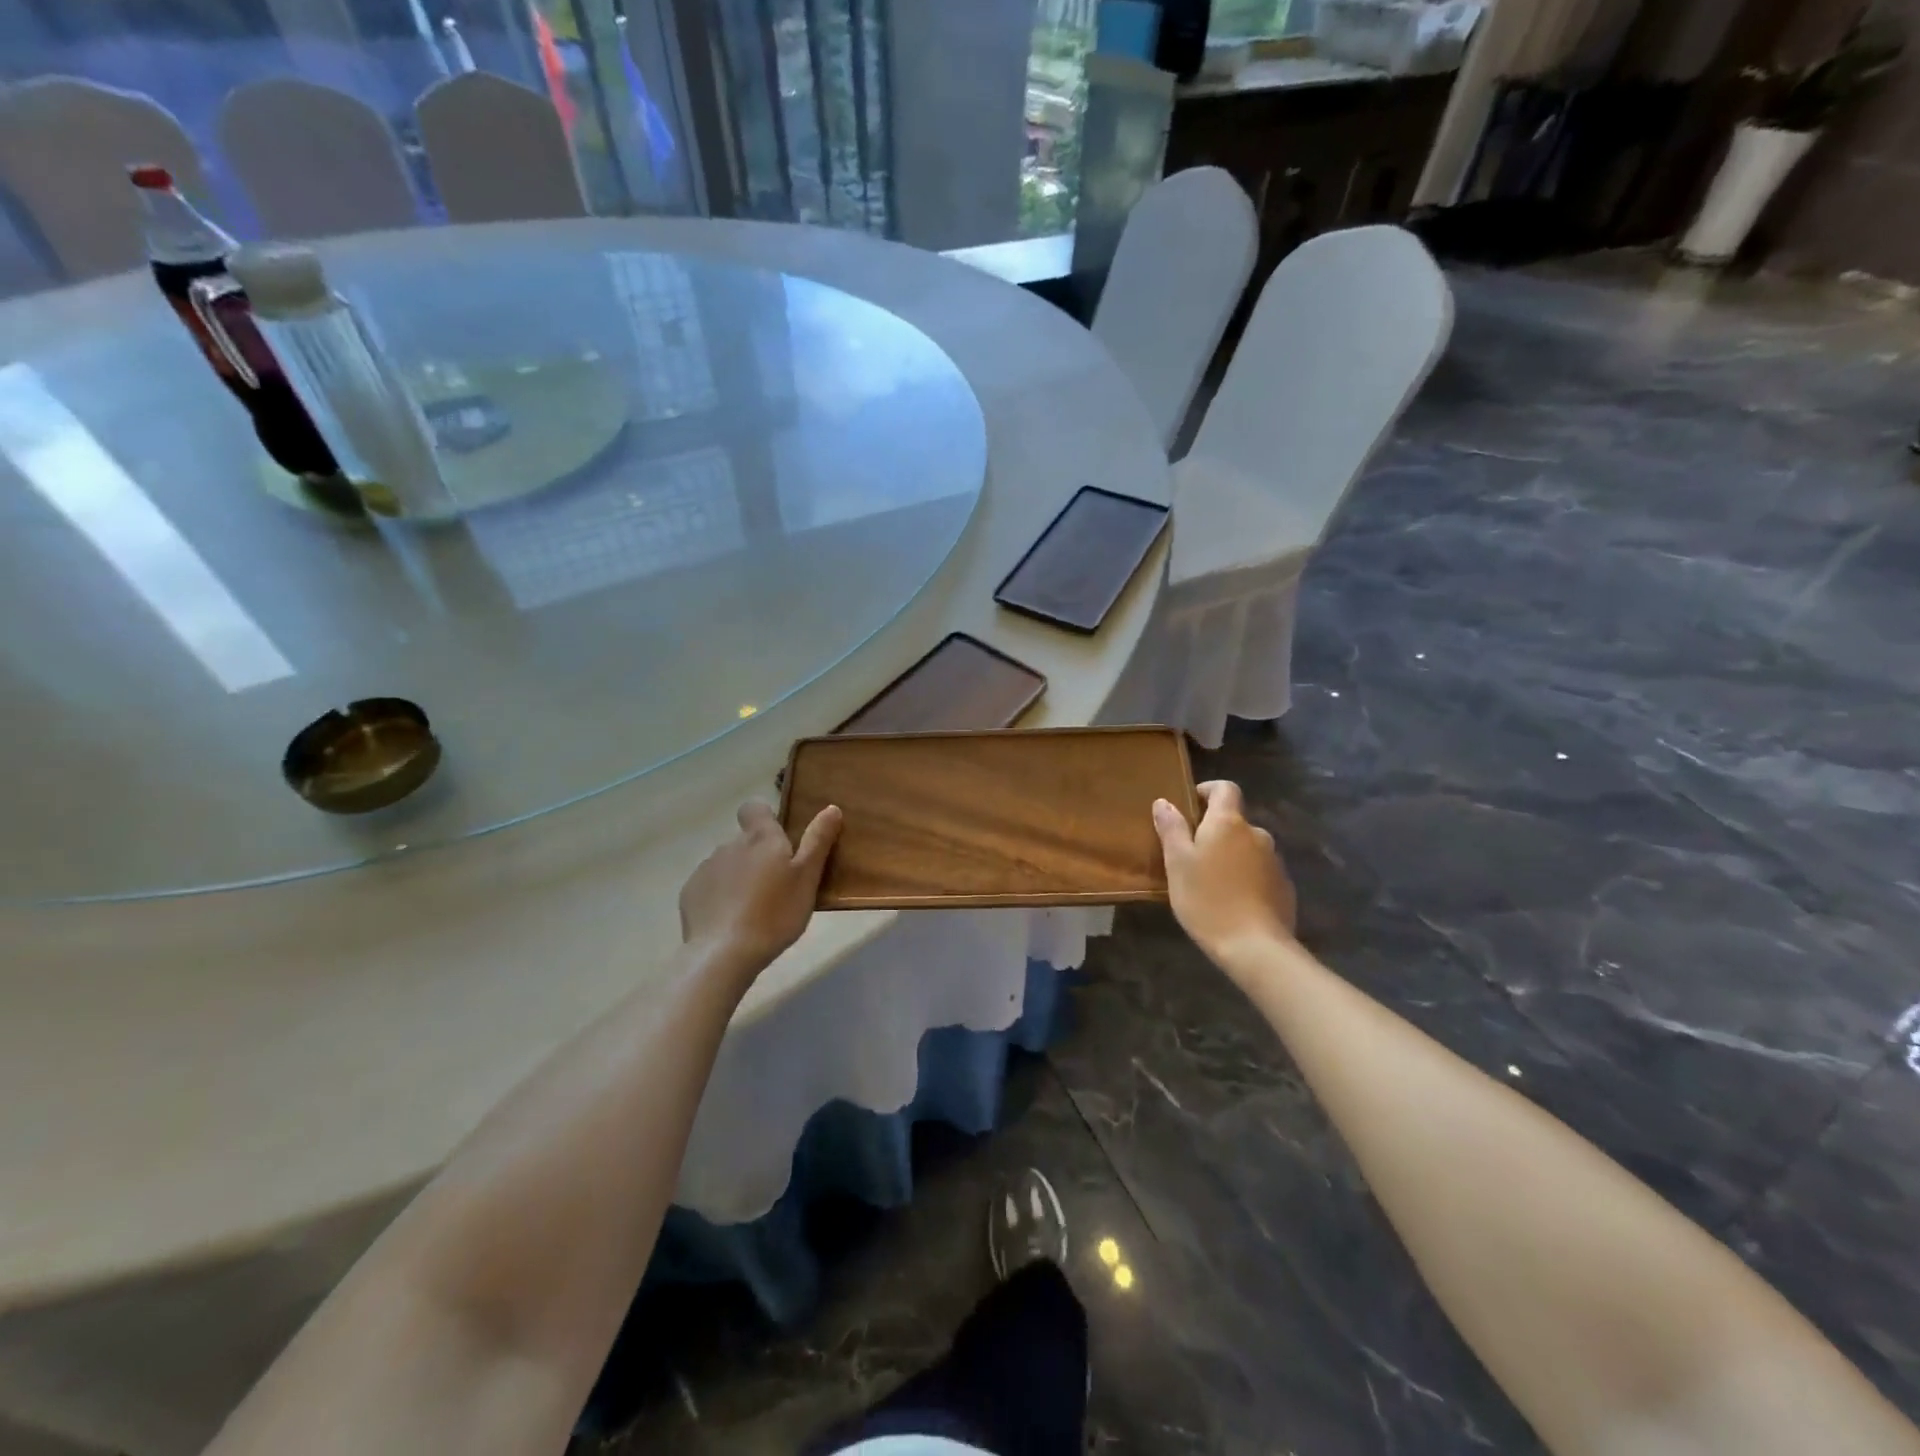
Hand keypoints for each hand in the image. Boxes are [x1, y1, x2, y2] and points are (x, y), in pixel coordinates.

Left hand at [680, 802, 842, 973]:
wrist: (724, 953)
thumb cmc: (775, 913)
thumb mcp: (807, 878)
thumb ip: (818, 841)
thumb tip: (831, 808)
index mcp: (761, 838)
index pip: (755, 807)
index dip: (765, 817)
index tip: (778, 839)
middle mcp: (730, 845)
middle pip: (745, 841)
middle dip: (757, 856)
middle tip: (777, 886)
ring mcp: (707, 868)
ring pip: (728, 864)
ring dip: (739, 877)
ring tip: (754, 909)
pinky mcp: (690, 893)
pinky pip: (710, 886)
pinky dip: (720, 897)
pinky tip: (731, 921)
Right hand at [1152, 780, 1296, 966]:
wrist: (1255, 947)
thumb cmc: (1207, 899)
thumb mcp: (1177, 863)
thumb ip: (1171, 829)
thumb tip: (1164, 801)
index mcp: (1228, 823)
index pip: (1225, 788)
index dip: (1208, 790)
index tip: (1191, 805)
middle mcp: (1256, 834)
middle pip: (1235, 821)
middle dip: (1215, 830)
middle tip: (1192, 854)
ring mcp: (1274, 860)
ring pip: (1247, 847)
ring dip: (1231, 855)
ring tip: (1211, 881)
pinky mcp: (1284, 886)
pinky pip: (1260, 871)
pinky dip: (1246, 876)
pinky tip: (1233, 900)